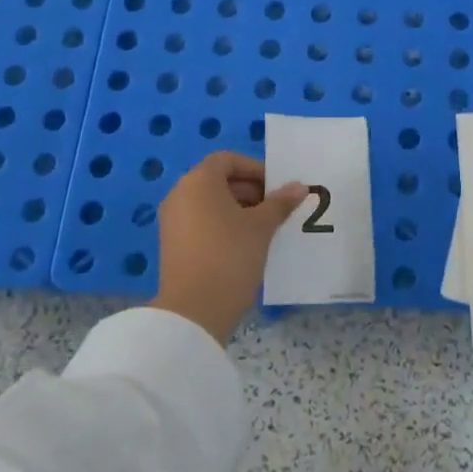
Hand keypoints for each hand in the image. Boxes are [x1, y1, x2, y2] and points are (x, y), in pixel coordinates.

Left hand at [152, 152, 305, 343]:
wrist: (194, 311)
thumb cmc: (230, 255)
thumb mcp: (261, 227)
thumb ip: (281, 203)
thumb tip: (299, 186)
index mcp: (199, 181)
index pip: (228, 160)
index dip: (255, 169)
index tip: (276, 188)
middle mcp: (180, 194)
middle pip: (218, 180)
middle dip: (250, 190)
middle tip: (275, 209)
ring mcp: (173, 220)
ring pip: (211, 203)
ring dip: (239, 209)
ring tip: (264, 229)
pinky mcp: (173, 244)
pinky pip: (201, 222)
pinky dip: (223, 225)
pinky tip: (245, 245)